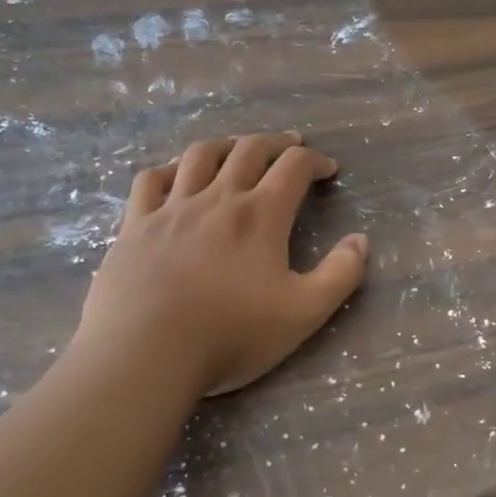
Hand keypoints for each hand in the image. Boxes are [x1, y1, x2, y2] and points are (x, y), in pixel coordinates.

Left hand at [77, 132, 368, 395]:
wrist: (145, 354)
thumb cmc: (230, 335)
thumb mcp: (303, 313)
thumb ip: (340, 275)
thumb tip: (361, 240)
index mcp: (260, 215)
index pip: (293, 167)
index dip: (315, 161)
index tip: (327, 169)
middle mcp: (217, 199)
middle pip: (248, 150)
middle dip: (275, 142)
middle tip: (290, 146)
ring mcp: (171, 208)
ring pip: (199, 156)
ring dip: (226, 145)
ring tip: (237, 149)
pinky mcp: (135, 226)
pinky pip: (151, 180)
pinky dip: (170, 169)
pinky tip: (176, 176)